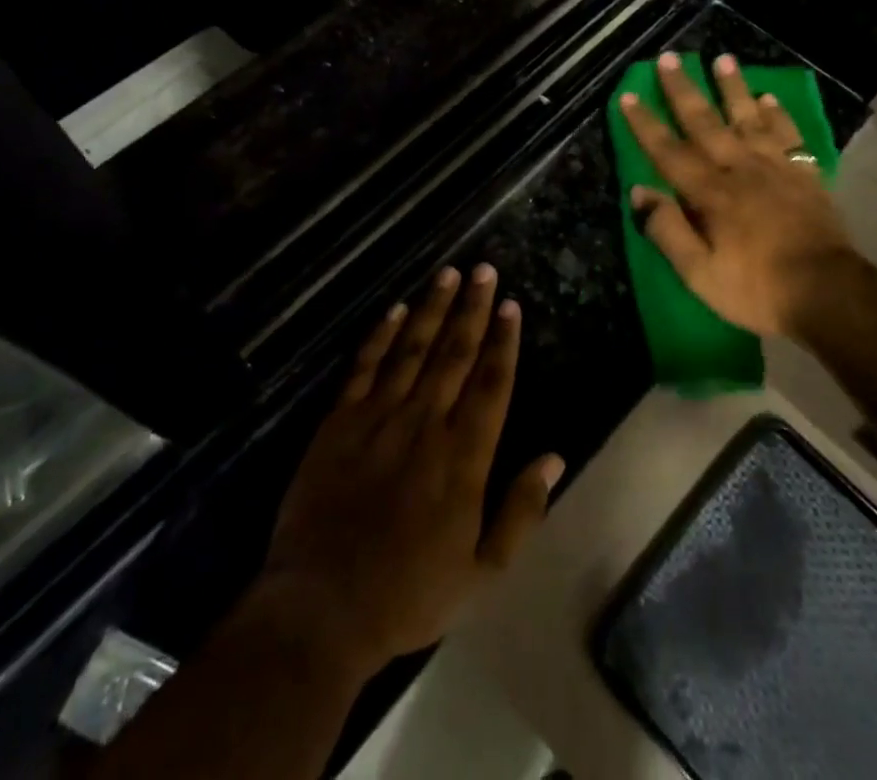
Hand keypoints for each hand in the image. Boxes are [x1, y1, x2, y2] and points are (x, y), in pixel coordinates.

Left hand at [255, 265, 564, 678]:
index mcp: (462, 457)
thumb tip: (555, 458)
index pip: (490, 384)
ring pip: (413, 349)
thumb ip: (521, 511)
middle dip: (472, 308)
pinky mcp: (339, 421)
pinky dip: (381, 335)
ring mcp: (378, 417)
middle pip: (454, 353)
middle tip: (485, 269)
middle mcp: (424, 423)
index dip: (503, 342)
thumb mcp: (481, 572)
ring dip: (432, 308)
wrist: (321, 607)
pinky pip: (365, 366)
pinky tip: (395, 309)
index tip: (511, 305)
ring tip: (449, 273)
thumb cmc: (409, 594)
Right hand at [619, 51, 854, 336]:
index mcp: (710, 193)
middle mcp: (740, 170)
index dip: (646, 124)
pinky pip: (788, 136)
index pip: (669, 151)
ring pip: (749, 119)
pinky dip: (778, 115)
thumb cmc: (757, 288)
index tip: (629, 95)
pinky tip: (768, 98)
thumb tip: (639, 193)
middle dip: (684, 90)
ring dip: (733, 88)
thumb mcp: (700, 274)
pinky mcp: (805, 176)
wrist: (830, 293)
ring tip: (723, 59)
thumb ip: (668, 231)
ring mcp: (776, 169)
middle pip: (706, 123)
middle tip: (670, 58)